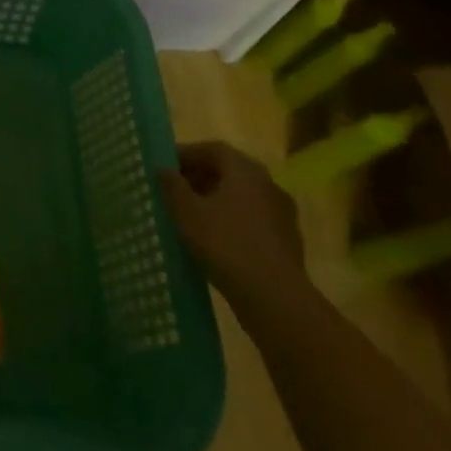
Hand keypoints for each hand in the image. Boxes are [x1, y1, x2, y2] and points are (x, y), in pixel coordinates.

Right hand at [157, 141, 306, 307]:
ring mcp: (282, 216)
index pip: (212, 149)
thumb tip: (163, 168)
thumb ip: (172, 185)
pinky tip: (214, 243)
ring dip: (215, 203)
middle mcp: (268, 185)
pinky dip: (231, 225)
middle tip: (174, 192)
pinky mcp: (287, 244)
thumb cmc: (226, 245)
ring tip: (190, 219)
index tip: (165, 168)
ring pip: (241, 199)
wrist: (276, 301)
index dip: (186, 155)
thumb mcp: (187, 212)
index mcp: (245, 170)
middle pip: (229, 172)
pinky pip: (252, 223)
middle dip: (199, 179)